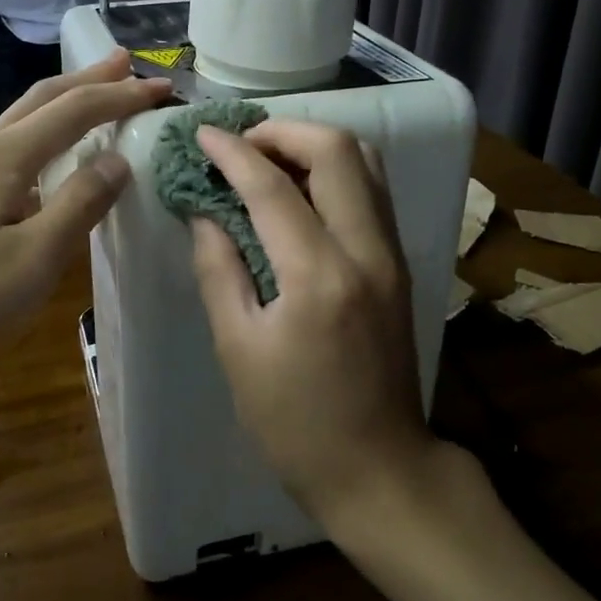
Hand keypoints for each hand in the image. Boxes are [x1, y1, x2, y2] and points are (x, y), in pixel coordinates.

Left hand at [0, 52, 171, 379]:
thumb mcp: (33, 258)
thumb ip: (80, 204)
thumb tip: (118, 160)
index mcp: (6, 157)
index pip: (75, 110)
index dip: (121, 96)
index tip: (163, 89)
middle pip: (43, 98)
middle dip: (89, 78)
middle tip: (126, 63)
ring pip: (22, 118)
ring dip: (64, 101)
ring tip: (95, 95)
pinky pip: (11, 145)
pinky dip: (44, 132)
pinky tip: (49, 156)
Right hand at [189, 121, 434, 525]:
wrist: (379, 469)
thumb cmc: (295, 422)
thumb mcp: (238, 349)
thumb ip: (218, 270)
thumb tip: (204, 213)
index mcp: (320, 276)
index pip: (273, 187)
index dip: (233, 152)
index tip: (202, 135)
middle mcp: (367, 250)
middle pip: (337, 149)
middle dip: (282, 131)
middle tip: (239, 145)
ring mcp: (392, 254)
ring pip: (366, 161)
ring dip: (313, 144)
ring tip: (266, 159)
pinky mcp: (399, 264)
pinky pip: (371, 190)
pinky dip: (334, 170)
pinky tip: (298, 190)